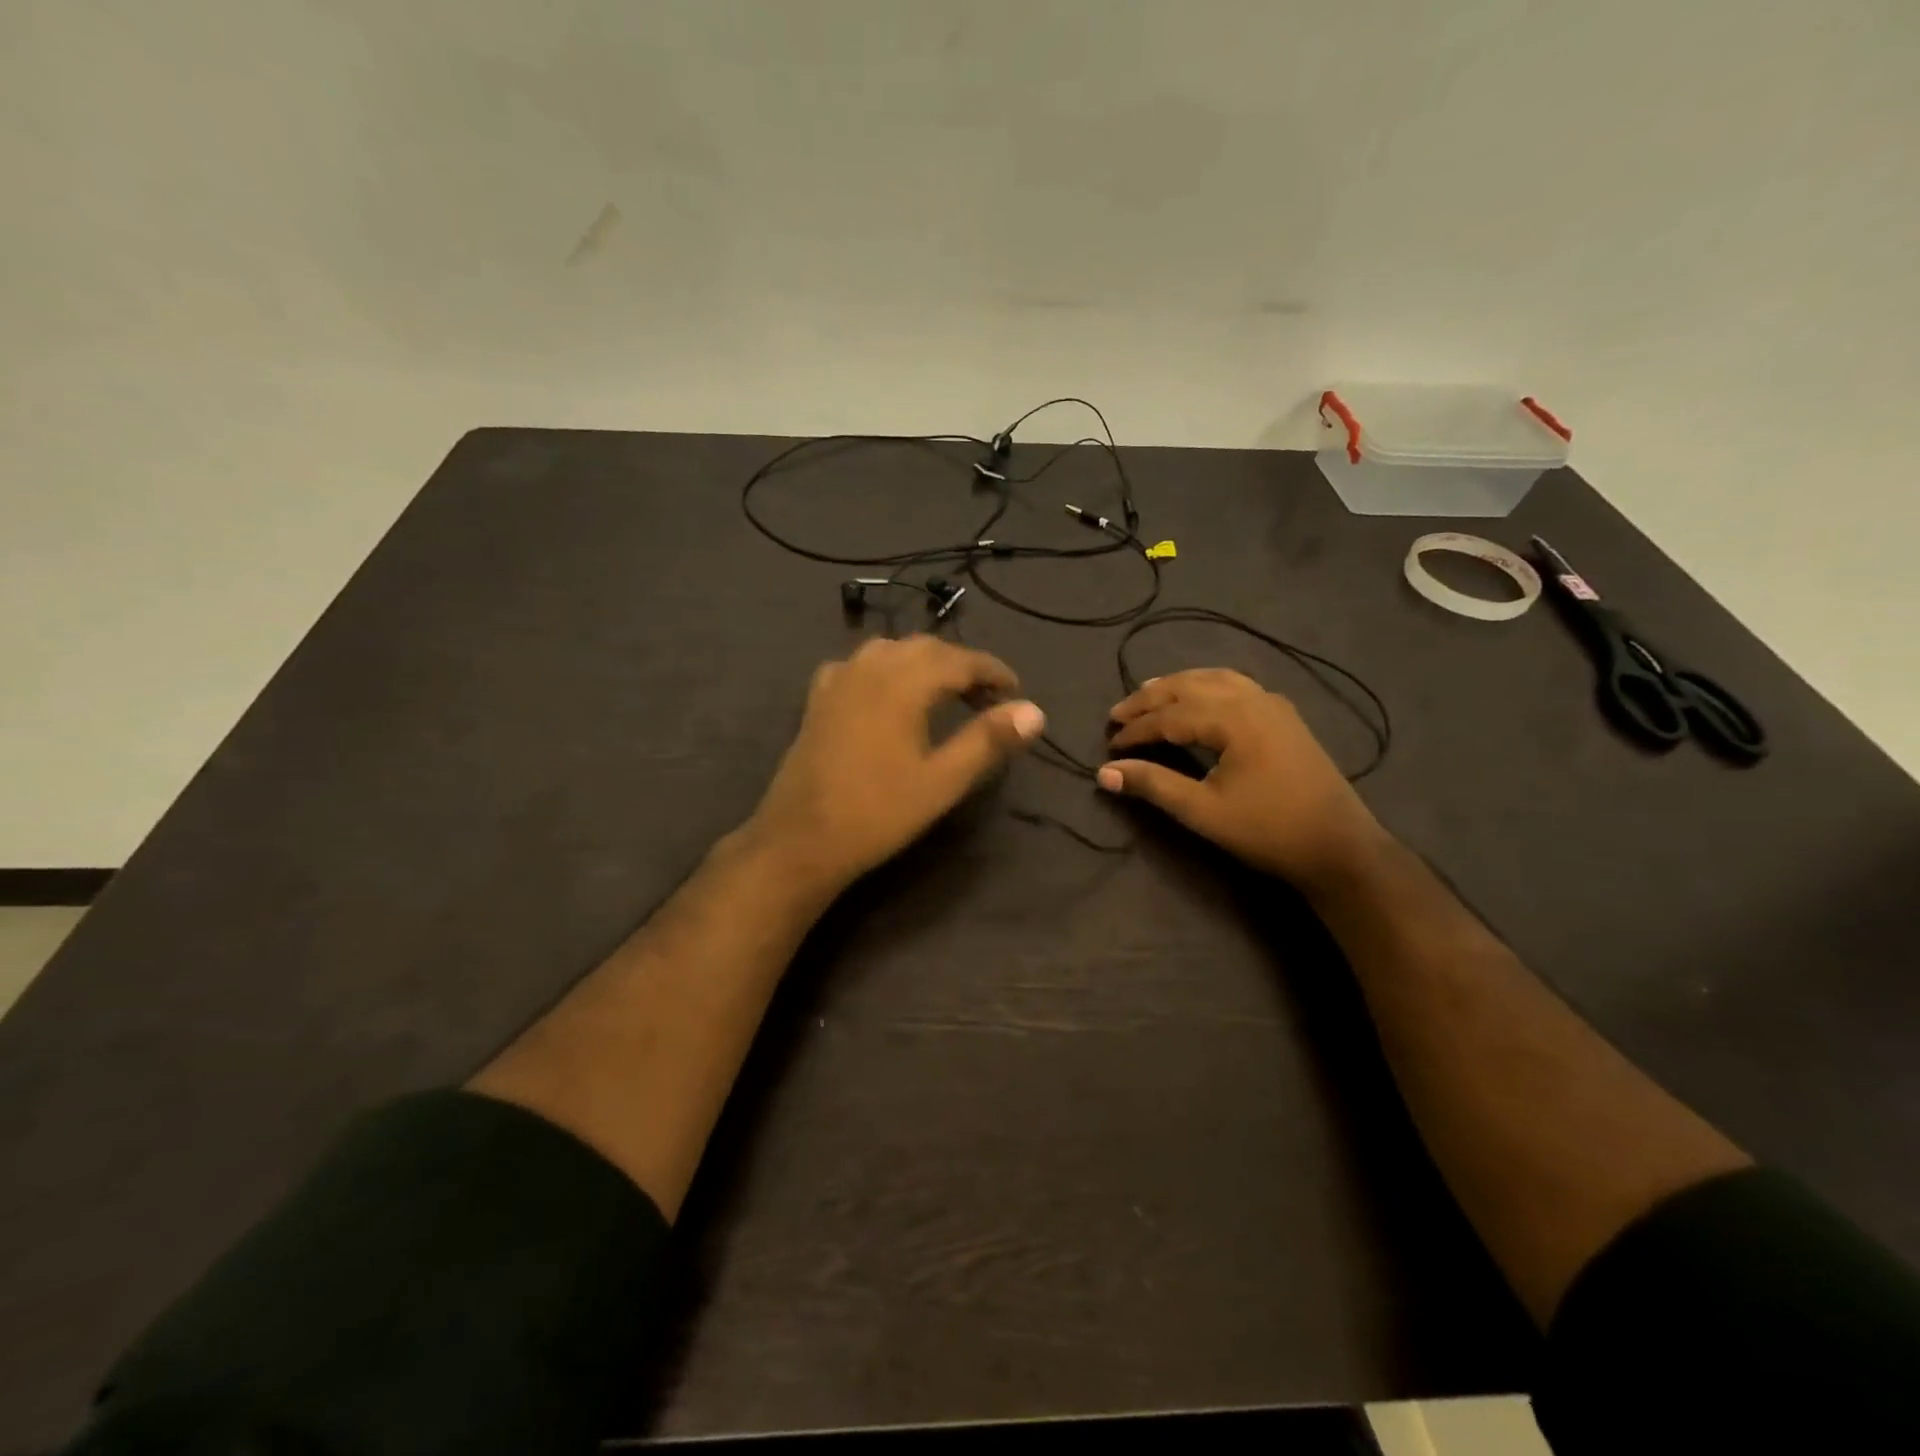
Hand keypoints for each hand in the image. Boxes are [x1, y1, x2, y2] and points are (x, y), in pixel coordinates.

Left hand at [744, 635, 1044, 892]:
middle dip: (961, 665)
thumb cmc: (879, 812)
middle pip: (926, 648)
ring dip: (924, 662)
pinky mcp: (819, 698)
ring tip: (944, 691)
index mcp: (904, 682)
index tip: (1016, 690)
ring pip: (891, 650)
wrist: (802, 838)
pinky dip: (885, 669)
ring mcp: (839, 680)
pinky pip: (859, 665)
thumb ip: (988, 740)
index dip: (992, 671)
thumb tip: (1035, 711)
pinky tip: (887, 692)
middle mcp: (870, 667)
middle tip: (987, 696)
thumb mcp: (944, 780)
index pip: (960, 660)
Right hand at [1098, 669, 1383, 887]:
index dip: (1136, 730)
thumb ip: (1153, 785)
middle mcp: (1253, 698)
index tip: (1110, 747)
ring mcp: (1273, 704)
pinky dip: (1206, 686)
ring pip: (1214, 679)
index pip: (1170, 715)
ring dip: (1178, 686)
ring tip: (1149, 695)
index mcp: (1233, 717)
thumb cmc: (1268, 830)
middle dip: (1150, 699)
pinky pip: (1236, 685)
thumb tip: (1105, 773)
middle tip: (1117, 714)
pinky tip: (1199, 699)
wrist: (1339, 847)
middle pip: (1189, 686)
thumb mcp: (1202, 811)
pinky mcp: (1284, 716)